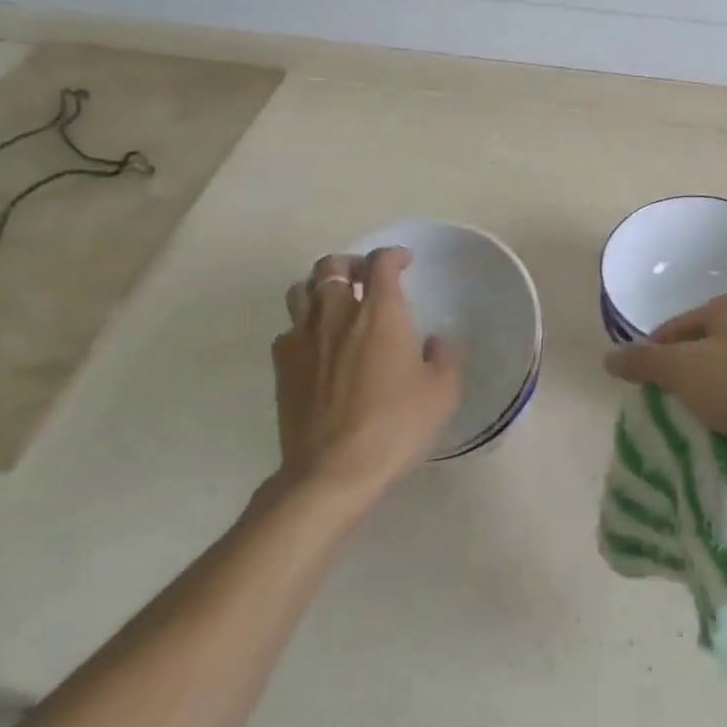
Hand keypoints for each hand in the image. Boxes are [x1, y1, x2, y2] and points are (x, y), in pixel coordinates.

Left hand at [272, 248, 460, 497]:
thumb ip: (444, 358)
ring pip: (301, 290)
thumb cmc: (395, 426)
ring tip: (335, 303)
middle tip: (365, 278)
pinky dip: (302, 327)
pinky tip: (315, 346)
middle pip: (332, 265)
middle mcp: (337, 313)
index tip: (404, 262)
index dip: (393, 255)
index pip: (381, 262)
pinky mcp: (282, 366)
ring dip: (319, 287)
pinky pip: (287, 330)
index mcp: (380, 312)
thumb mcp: (442, 393)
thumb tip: (435, 342)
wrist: (332, 472)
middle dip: (350, 264)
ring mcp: (303, 338)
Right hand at [603, 293, 726, 477]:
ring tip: (694, 424)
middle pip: (700, 349)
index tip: (642, 388)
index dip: (652, 355)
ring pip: (725, 375)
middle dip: (680, 378)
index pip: (674, 327)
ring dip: (707, 398)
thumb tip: (608, 358)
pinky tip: (726, 434)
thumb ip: (643, 361)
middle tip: (666, 407)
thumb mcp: (681, 370)